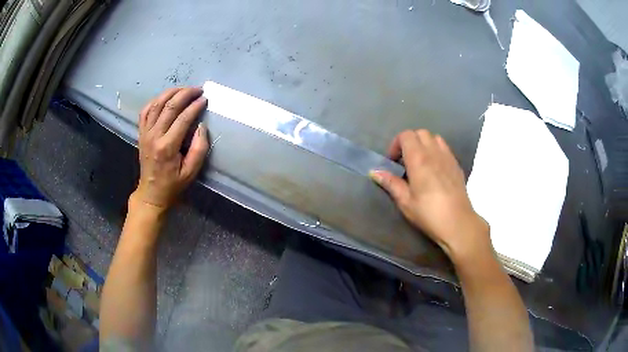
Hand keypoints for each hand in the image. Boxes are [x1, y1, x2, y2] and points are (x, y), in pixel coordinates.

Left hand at [134, 87, 209, 211]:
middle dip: (185, 94)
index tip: (205, 99)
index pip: (183, 118)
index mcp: (167, 146)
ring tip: (184, 89)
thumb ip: (199, 149)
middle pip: (169, 106)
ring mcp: (145, 133)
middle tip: (198, 89)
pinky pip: (145, 110)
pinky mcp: (141, 133)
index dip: (195, 106)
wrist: (151, 193)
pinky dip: (155, 100)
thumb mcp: (191, 172)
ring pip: (157, 104)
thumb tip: (201, 127)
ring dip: (171, 92)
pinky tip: (165, 97)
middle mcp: (154, 136)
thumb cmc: (173, 184)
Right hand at [370, 130, 491, 263]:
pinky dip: (436, 151)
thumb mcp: (405, 201)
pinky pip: (445, 148)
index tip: (393, 161)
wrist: (457, 222)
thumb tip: (374, 172)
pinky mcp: (457, 165)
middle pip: (420, 133)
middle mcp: (434, 152)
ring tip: (420, 162)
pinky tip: (434, 169)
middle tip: (405, 161)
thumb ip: (391, 183)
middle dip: (409, 142)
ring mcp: (448, 157)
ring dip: (424, 144)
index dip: (396, 144)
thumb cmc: (429, 213)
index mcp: (419, 159)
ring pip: (434, 138)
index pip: (406, 136)